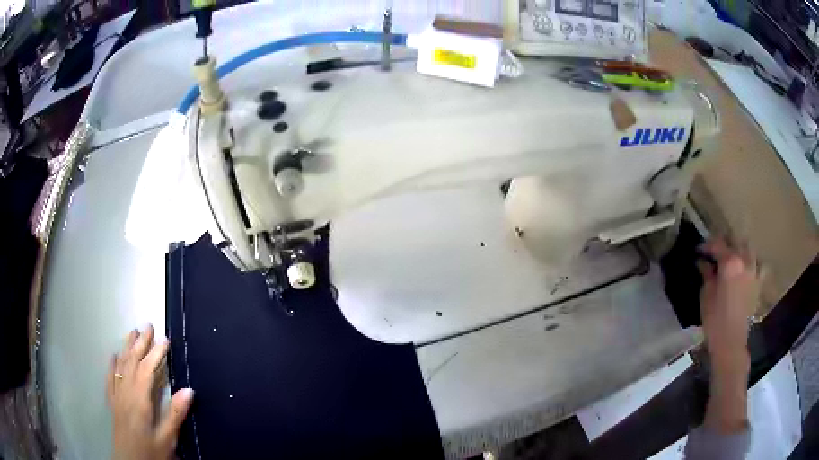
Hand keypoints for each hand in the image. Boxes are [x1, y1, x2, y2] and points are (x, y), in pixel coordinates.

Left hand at [108, 324, 193, 459]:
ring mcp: (117, 397)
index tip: (165, 339)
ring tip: (132, 332)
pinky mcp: (113, 403)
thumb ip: (175, 414)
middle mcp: (126, 393)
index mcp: (139, 400)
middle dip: (141, 343)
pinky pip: (110, 379)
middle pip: (132, 362)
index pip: (147, 370)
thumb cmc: (150, 452)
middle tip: (148, 326)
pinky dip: (112, 366)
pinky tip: (113, 356)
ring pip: (121, 367)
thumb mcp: (166, 438)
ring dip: (127, 348)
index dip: (156, 353)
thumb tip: (188, 390)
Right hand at [697, 238, 757, 433]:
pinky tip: (747, 268)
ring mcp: (754, 270)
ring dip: (739, 248)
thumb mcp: (706, 295)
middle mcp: (744, 260)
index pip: (717, 244)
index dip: (706, 245)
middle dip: (724, 243)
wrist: (731, 342)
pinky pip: (759, 265)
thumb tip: (702, 261)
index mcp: (730, 262)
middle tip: (714, 251)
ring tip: (732, 257)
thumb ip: (707, 274)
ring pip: (748, 248)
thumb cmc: (714, 320)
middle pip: (735, 240)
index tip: (698, 250)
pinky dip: (753, 262)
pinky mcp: (758, 282)